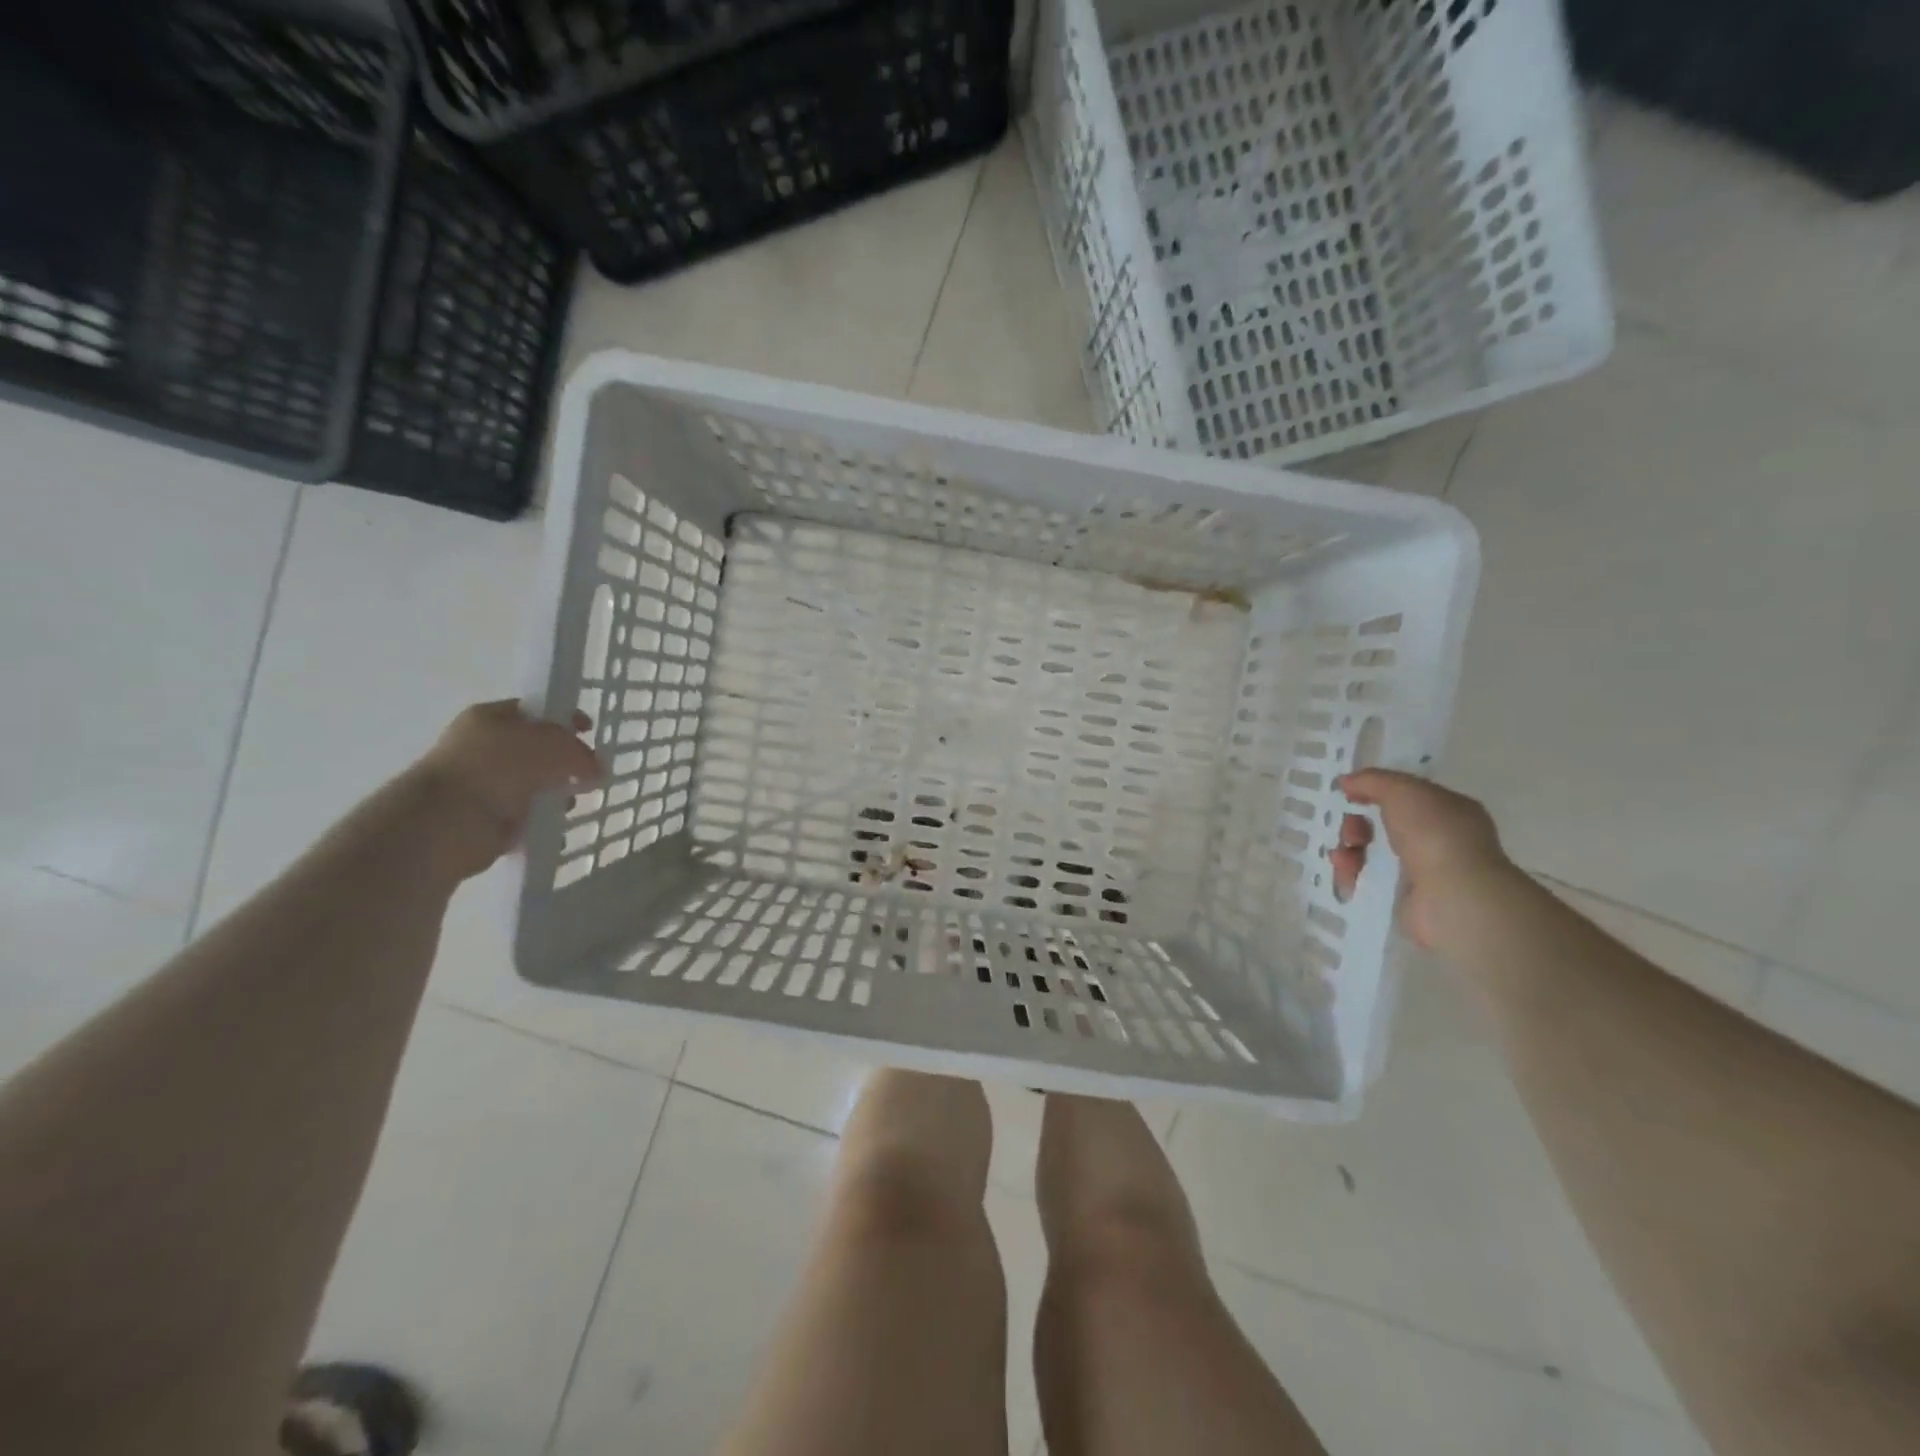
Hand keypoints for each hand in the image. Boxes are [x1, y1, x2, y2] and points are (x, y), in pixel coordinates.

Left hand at [408, 700, 602, 879]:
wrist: (450, 821)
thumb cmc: (499, 767)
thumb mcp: (553, 745)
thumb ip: (580, 752)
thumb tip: (596, 770)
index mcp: (489, 717)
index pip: (534, 711)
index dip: (564, 718)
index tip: (590, 730)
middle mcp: (482, 747)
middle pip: (535, 750)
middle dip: (564, 762)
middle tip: (586, 774)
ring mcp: (482, 784)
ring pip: (532, 784)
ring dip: (555, 794)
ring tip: (569, 805)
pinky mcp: (485, 819)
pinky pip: (525, 816)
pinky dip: (542, 821)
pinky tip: (556, 825)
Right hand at [1331, 769, 1518, 949]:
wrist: (1451, 896)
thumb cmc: (1434, 834)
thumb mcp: (1402, 790)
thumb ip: (1372, 780)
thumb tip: (1347, 781)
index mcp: (1448, 811)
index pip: (1406, 796)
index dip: (1376, 791)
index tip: (1349, 793)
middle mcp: (1437, 841)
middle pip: (1382, 825)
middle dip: (1356, 824)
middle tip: (1352, 831)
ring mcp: (1420, 873)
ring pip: (1371, 853)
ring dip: (1349, 849)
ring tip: (1344, 856)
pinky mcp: (1402, 900)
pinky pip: (1366, 881)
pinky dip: (1350, 876)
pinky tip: (1346, 873)